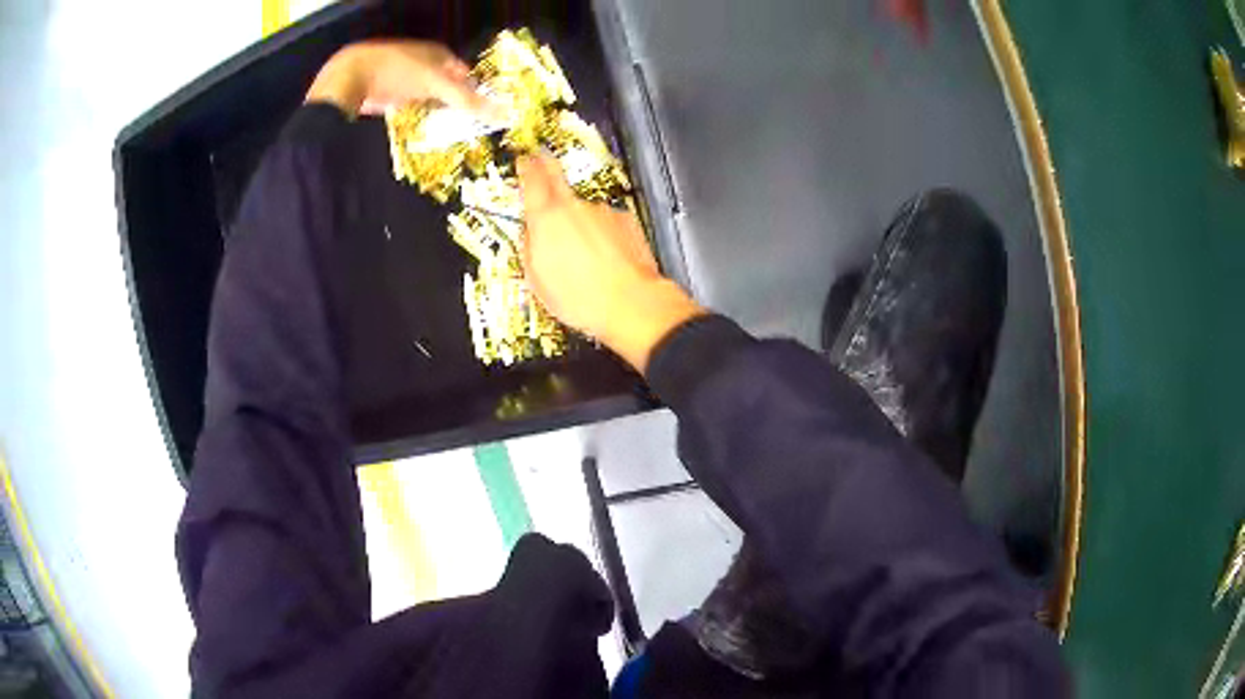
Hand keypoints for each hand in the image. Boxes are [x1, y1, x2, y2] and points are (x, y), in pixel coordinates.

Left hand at [306, 40, 498, 119]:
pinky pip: (408, 110)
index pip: (464, 72)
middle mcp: (422, 64)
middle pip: (445, 87)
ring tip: (446, 136)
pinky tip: (420, 135)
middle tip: (467, 129)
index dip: (475, 90)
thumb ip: (468, 100)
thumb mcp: (437, 84)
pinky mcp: (384, 96)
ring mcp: (402, 80)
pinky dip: (415, 120)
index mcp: (438, 53)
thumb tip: (505, 114)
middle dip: (454, 105)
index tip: (483, 113)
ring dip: (434, 115)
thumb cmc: (398, 71)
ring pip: (426, 99)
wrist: (350, 78)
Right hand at [517, 154, 704, 370]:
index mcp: (546, 219)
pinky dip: (602, 235)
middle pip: (558, 178)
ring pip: (583, 209)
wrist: (630, 303)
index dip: (526, 166)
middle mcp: (575, 207)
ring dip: (580, 223)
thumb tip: (529, 236)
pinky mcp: (626, 222)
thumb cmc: (582, 298)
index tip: (524, 158)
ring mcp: (602, 212)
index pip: (532, 179)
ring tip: (582, 255)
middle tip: (541, 160)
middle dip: (547, 167)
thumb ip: (529, 248)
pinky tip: (604, 258)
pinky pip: (606, 223)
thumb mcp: (537, 280)